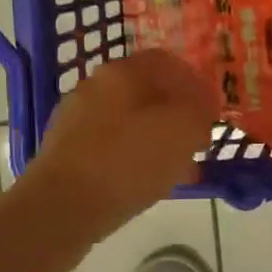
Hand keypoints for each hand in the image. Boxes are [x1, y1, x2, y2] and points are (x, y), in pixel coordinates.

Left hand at [22, 49, 219, 235]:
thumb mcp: (183, 130)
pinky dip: (135, 158)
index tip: (211, 109)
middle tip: (198, 140)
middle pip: (147, 92)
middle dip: (177, 114)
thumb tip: (201, 107)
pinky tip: (149, 183)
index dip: (195, 82)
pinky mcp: (66, 152)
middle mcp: (96, 86)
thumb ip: (199, 111)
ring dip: (158, 139)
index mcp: (123, 72)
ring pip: (130, 121)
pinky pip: (112, 147)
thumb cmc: (128, 161)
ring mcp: (77, 119)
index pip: (167, 62)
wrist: (60, 209)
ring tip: (180, 168)